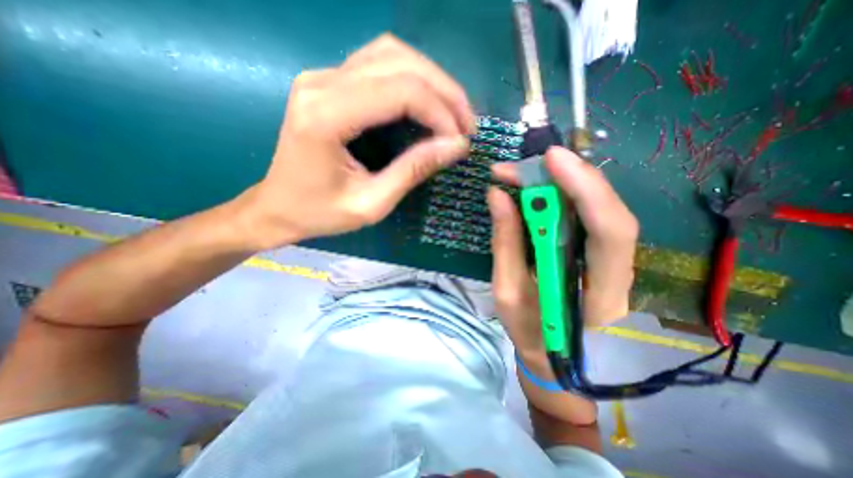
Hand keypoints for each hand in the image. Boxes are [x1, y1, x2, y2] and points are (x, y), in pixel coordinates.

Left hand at [239, 33, 476, 249]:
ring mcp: (322, 77)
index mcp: (326, 117)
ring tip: (453, 112)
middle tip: (467, 124)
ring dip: (431, 80)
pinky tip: (427, 104)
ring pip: (391, 53)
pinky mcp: (328, 82)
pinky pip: (379, 64)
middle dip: (444, 91)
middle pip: (399, 62)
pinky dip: (412, 79)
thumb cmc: (320, 213)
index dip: (440, 112)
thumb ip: (413, 171)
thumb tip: (456, 146)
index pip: (400, 91)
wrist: (278, 206)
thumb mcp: (372, 204)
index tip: (460, 141)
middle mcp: (321, 83)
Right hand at [486, 147, 638, 356]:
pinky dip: (558, 197)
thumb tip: (498, 196)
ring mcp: (610, 261)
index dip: (584, 189)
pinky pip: (583, 216)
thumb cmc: (531, 335)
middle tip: (518, 167)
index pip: (608, 231)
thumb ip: (506, 243)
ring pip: (596, 208)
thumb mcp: (507, 292)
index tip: (551, 160)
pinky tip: (533, 191)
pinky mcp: (595, 253)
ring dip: (558, 185)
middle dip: (565, 179)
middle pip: (606, 210)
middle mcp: (617, 272)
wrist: (556, 362)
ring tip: (518, 176)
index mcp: (601, 295)